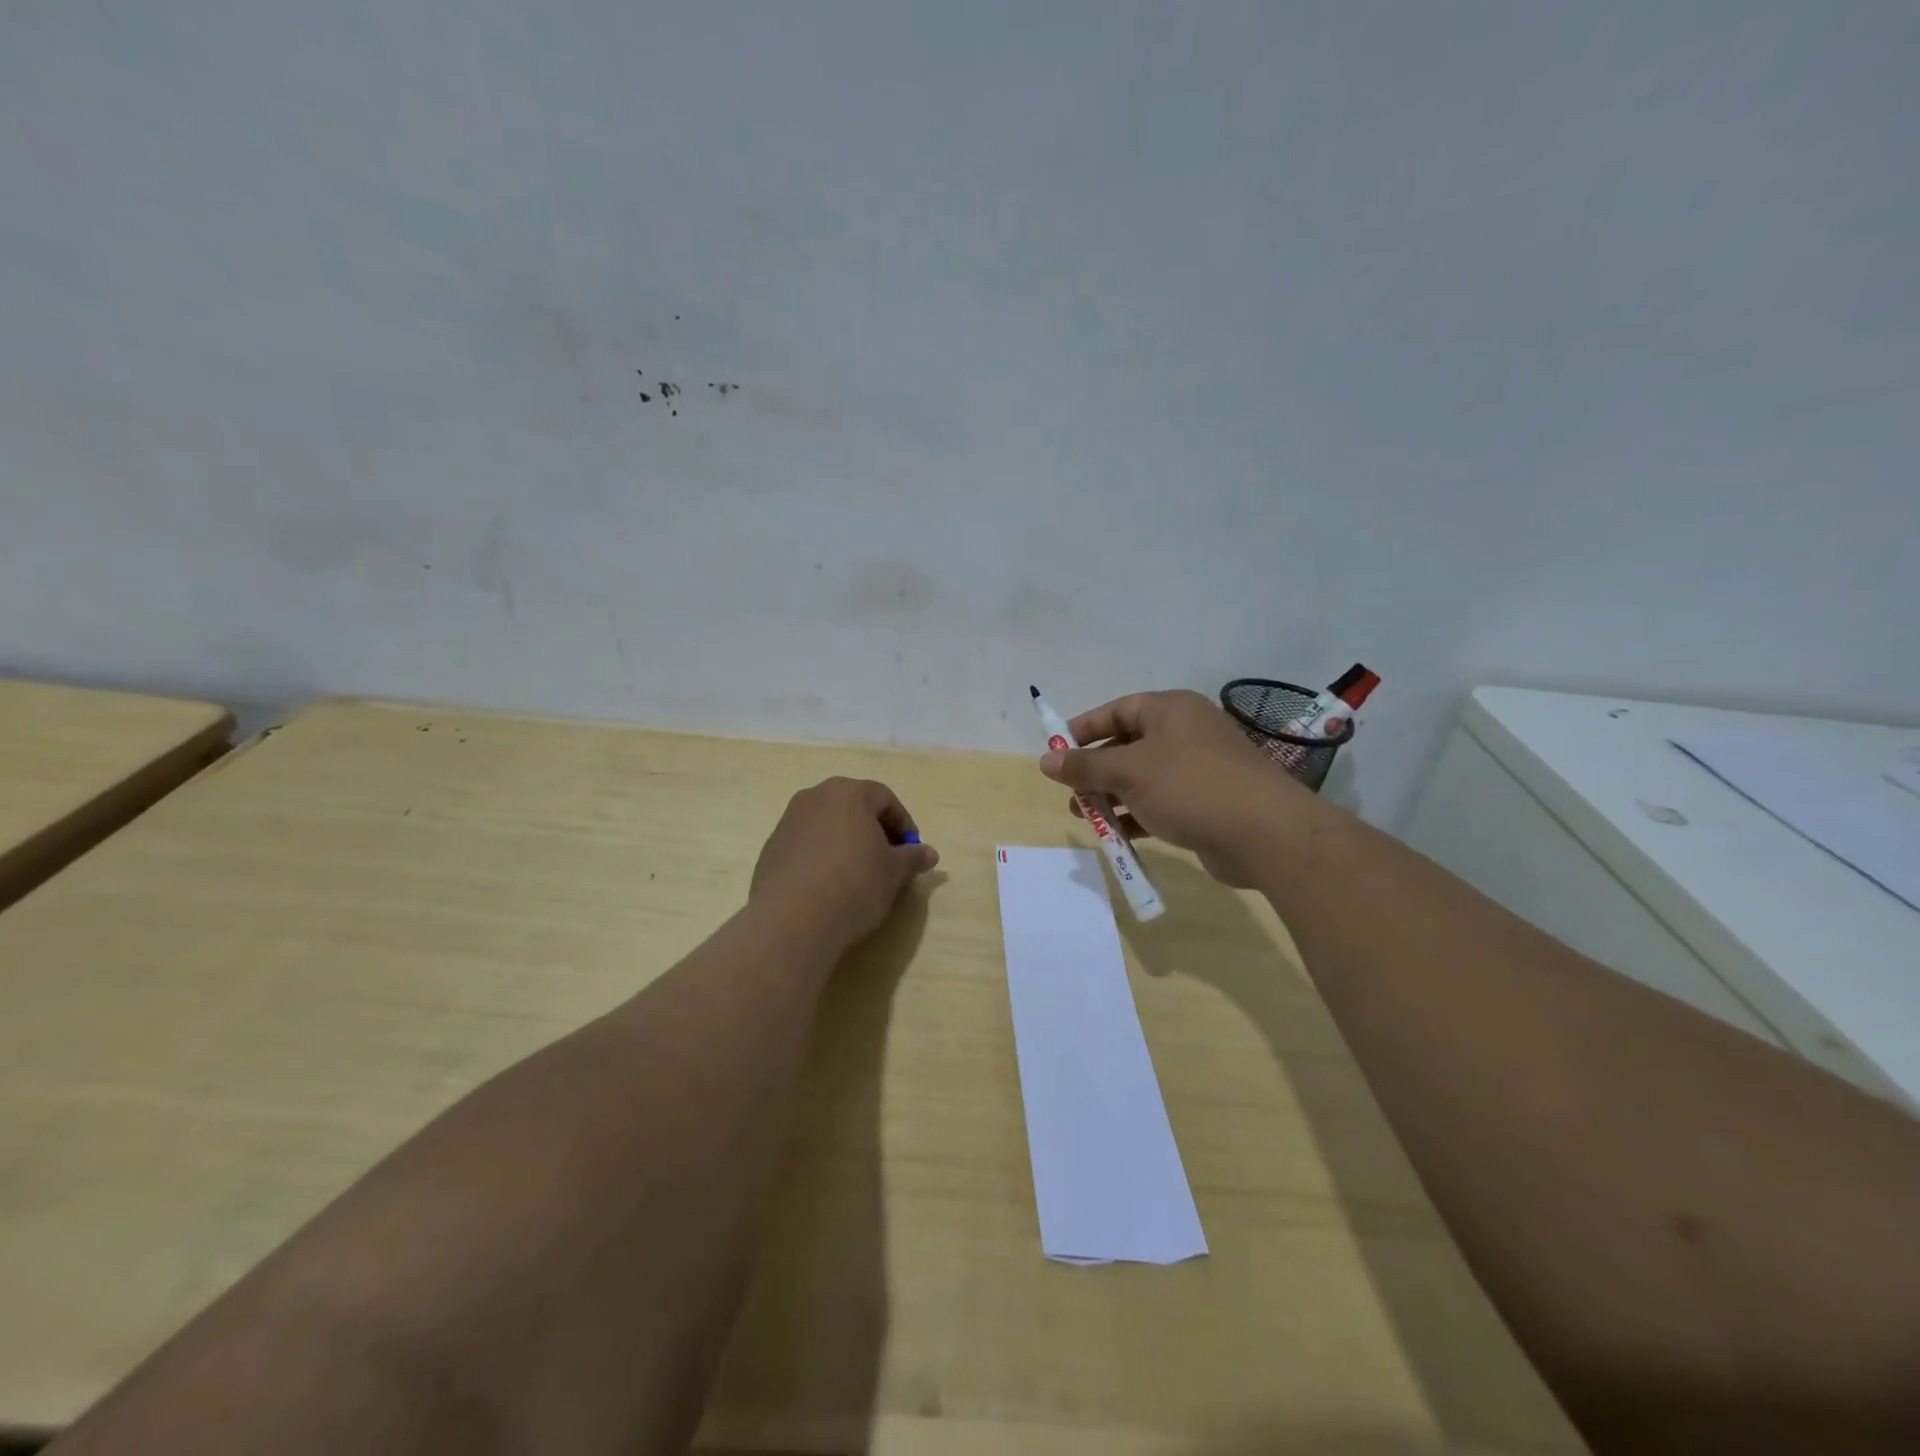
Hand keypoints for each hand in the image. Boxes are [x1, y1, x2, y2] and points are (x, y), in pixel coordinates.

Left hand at [750, 777, 939, 947]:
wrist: (793, 918)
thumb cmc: (854, 883)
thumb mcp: (894, 872)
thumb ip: (912, 858)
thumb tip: (929, 853)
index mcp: (848, 792)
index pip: (884, 798)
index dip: (903, 824)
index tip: (911, 852)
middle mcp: (814, 797)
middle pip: (853, 807)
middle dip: (873, 831)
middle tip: (887, 861)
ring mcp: (787, 822)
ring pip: (827, 826)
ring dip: (846, 844)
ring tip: (858, 877)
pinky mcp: (770, 850)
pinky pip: (805, 847)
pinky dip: (821, 859)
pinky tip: (829, 888)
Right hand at [1039, 690, 1318, 886]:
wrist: (1264, 833)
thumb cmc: (1190, 786)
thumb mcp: (1128, 771)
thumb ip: (1085, 765)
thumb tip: (1045, 760)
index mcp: (1170, 710)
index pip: (1117, 710)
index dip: (1083, 729)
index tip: (1055, 751)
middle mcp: (1185, 733)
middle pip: (1127, 745)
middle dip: (1095, 770)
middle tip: (1070, 791)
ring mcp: (1198, 769)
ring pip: (1142, 777)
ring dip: (1111, 796)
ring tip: (1085, 816)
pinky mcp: (1206, 802)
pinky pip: (1160, 802)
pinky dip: (1136, 815)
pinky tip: (1116, 835)